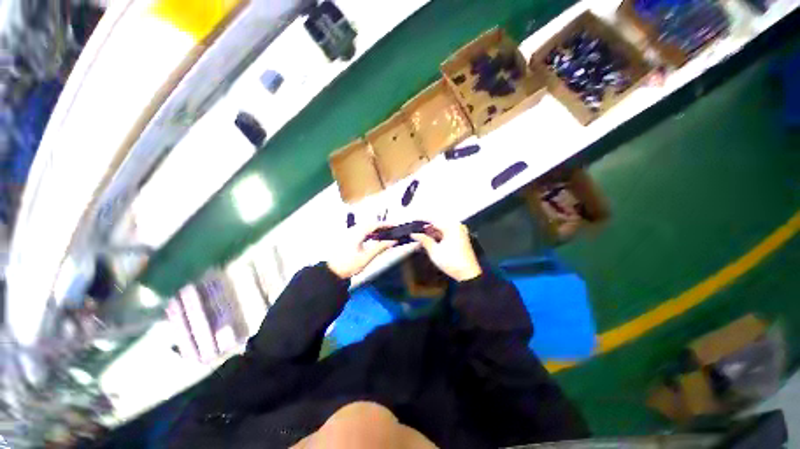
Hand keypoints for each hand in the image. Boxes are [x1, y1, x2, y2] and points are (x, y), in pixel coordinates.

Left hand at [327, 224, 395, 278]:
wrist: (332, 272)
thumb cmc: (347, 265)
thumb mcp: (367, 257)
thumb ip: (380, 248)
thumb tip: (392, 242)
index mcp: (357, 233)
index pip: (374, 225)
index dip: (386, 224)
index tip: (394, 225)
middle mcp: (352, 231)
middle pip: (369, 224)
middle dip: (381, 226)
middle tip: (391, 229)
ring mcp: (348, 234)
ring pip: (364, 227)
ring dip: (375, 229)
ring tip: (384, 234)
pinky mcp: (346, 238)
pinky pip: (360, 231)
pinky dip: (369, 233)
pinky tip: (372, 238)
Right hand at [411, 222, 481, 281]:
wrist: (468, 274)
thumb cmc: (452, 262)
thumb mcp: (434, 251)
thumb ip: (424, 240)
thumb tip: (415, 234)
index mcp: (451, 227)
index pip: (433, 219)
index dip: (422, 220)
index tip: (413, 220)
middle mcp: (457, 226)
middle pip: (438, 223)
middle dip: (426, 227)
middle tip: (416, 231)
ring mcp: (460, 232)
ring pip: (442, 228)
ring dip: (432, 232)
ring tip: (421, 236)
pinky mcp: (461, 238)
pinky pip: (447, 233)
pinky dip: (438, 235)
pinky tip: (431, 240)